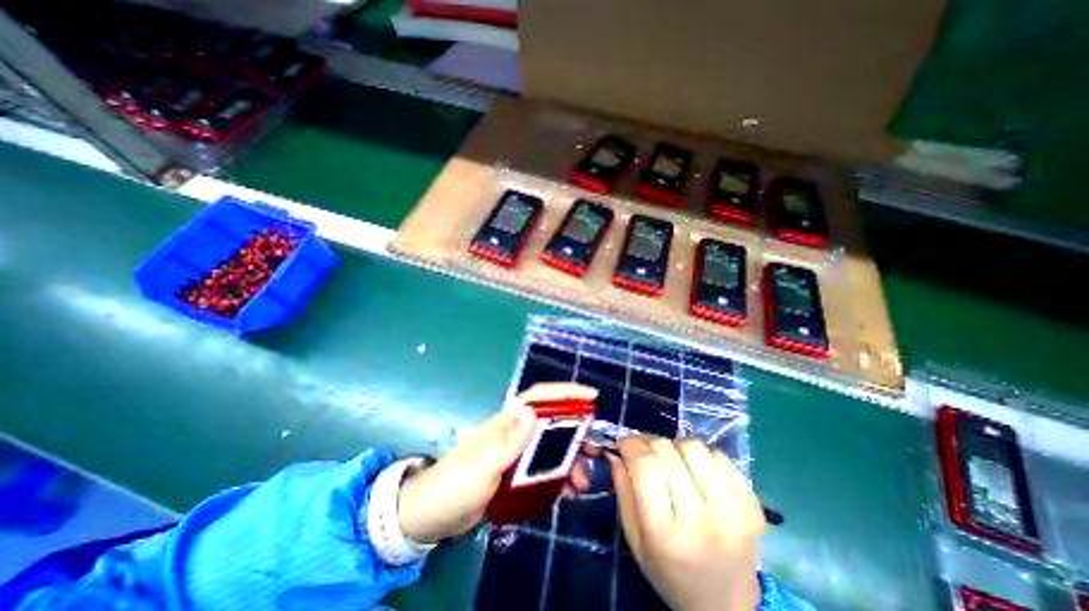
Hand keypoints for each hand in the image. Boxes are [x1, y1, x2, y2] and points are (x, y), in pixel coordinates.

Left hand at [398, 382, 597, 544]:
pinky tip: (566, 491)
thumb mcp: (481, 466)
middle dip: (575, 432)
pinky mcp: (513, 474)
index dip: (565, 393)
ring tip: (581, 482)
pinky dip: (558, 477)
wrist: (428, 517)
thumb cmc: (453, 486)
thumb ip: (508, 441)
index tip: (592, 397)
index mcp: (507, 423)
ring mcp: (514, 454)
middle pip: (552, 423)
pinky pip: (543, 470)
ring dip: (569, 460)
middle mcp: (514, 433)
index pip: (539, 398)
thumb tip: (532, 411)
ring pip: (550, 448)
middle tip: (593, 451)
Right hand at [611, 435, 764, 609]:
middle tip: (642, 449)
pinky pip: (719, 455)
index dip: (630, 445)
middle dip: (648, 442)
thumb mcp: (635, 539)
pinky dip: (701, 455)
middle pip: (667, 451)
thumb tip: (616, 451)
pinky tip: (696, 471)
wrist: (726, 604)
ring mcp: (733, 510)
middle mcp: (702, 519)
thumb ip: (623, 491)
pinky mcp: (752, 503)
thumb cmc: (669, 571)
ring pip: (693, 446)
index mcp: (666, 534)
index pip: (645, 466)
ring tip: (672, 460)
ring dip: (675, 446)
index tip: (622, 443)